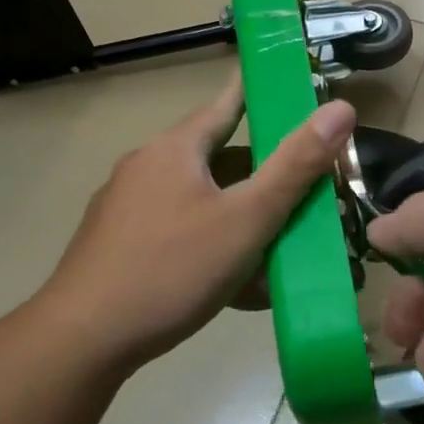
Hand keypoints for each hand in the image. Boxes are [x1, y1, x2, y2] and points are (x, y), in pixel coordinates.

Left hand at [41, 77, 355, 369]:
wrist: (83, 340)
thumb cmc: (172, 270)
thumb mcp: (246, 219)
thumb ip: (295, 167)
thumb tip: (340, 109)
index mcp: (175, 149)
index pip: (227, 104)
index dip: (260, 92)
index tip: (287, 83)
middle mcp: (146, 167)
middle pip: (217, 159)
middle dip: (260, 174)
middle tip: (300, 190)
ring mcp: (126, 208)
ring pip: (199, 201)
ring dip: (237, 216)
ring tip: (275, 243)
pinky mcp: (118, 245)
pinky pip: (177, 233)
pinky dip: (210, 245)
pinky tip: (233, 281)